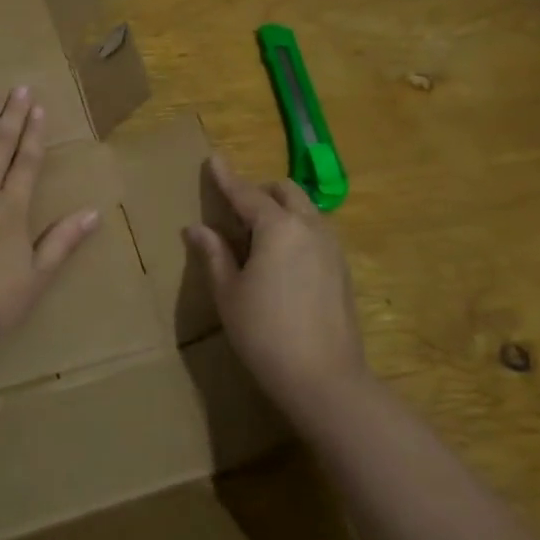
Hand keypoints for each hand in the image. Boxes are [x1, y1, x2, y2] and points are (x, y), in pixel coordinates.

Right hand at [186, 154, 366, 419]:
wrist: (325, 379)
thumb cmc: (265, 333)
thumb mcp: (229, 293)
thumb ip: (214, 254)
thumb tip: (197, 228)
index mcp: (278, 227)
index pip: (246, 192)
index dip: (226, 177)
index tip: (213, 159)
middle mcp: (309, 226)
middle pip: (284, 192)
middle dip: (260, 192)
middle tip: (236, 211)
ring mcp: (332, 247)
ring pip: (305, 210)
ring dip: (281, 210)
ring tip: (258, 237)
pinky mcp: (343, 269)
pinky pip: (316, 232)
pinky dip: (297, 230)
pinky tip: (283, 260)